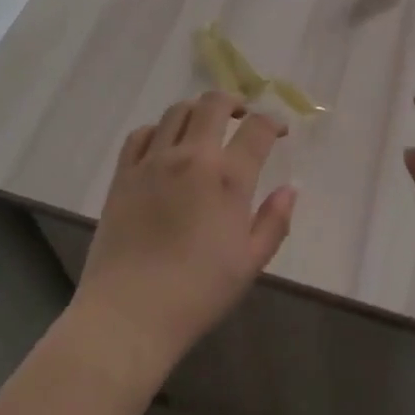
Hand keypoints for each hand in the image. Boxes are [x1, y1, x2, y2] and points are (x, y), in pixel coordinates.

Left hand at [74, 91, 296, 375]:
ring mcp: (153, 161)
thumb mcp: (249, 264)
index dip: (273, 122)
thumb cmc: (198, 293)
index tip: (279, 130)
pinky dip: (157, 129)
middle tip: (241, 115)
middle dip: (233, 101)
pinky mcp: (123, 173)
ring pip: (176, 111)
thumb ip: (274, 222)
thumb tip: (290, 189)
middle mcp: (191, 157)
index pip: (257, 129)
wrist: (130, 312)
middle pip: (214, 103)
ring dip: (196, 110)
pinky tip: (164, 144)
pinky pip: (140, 134)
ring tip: (204, 125)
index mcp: (228, 179)